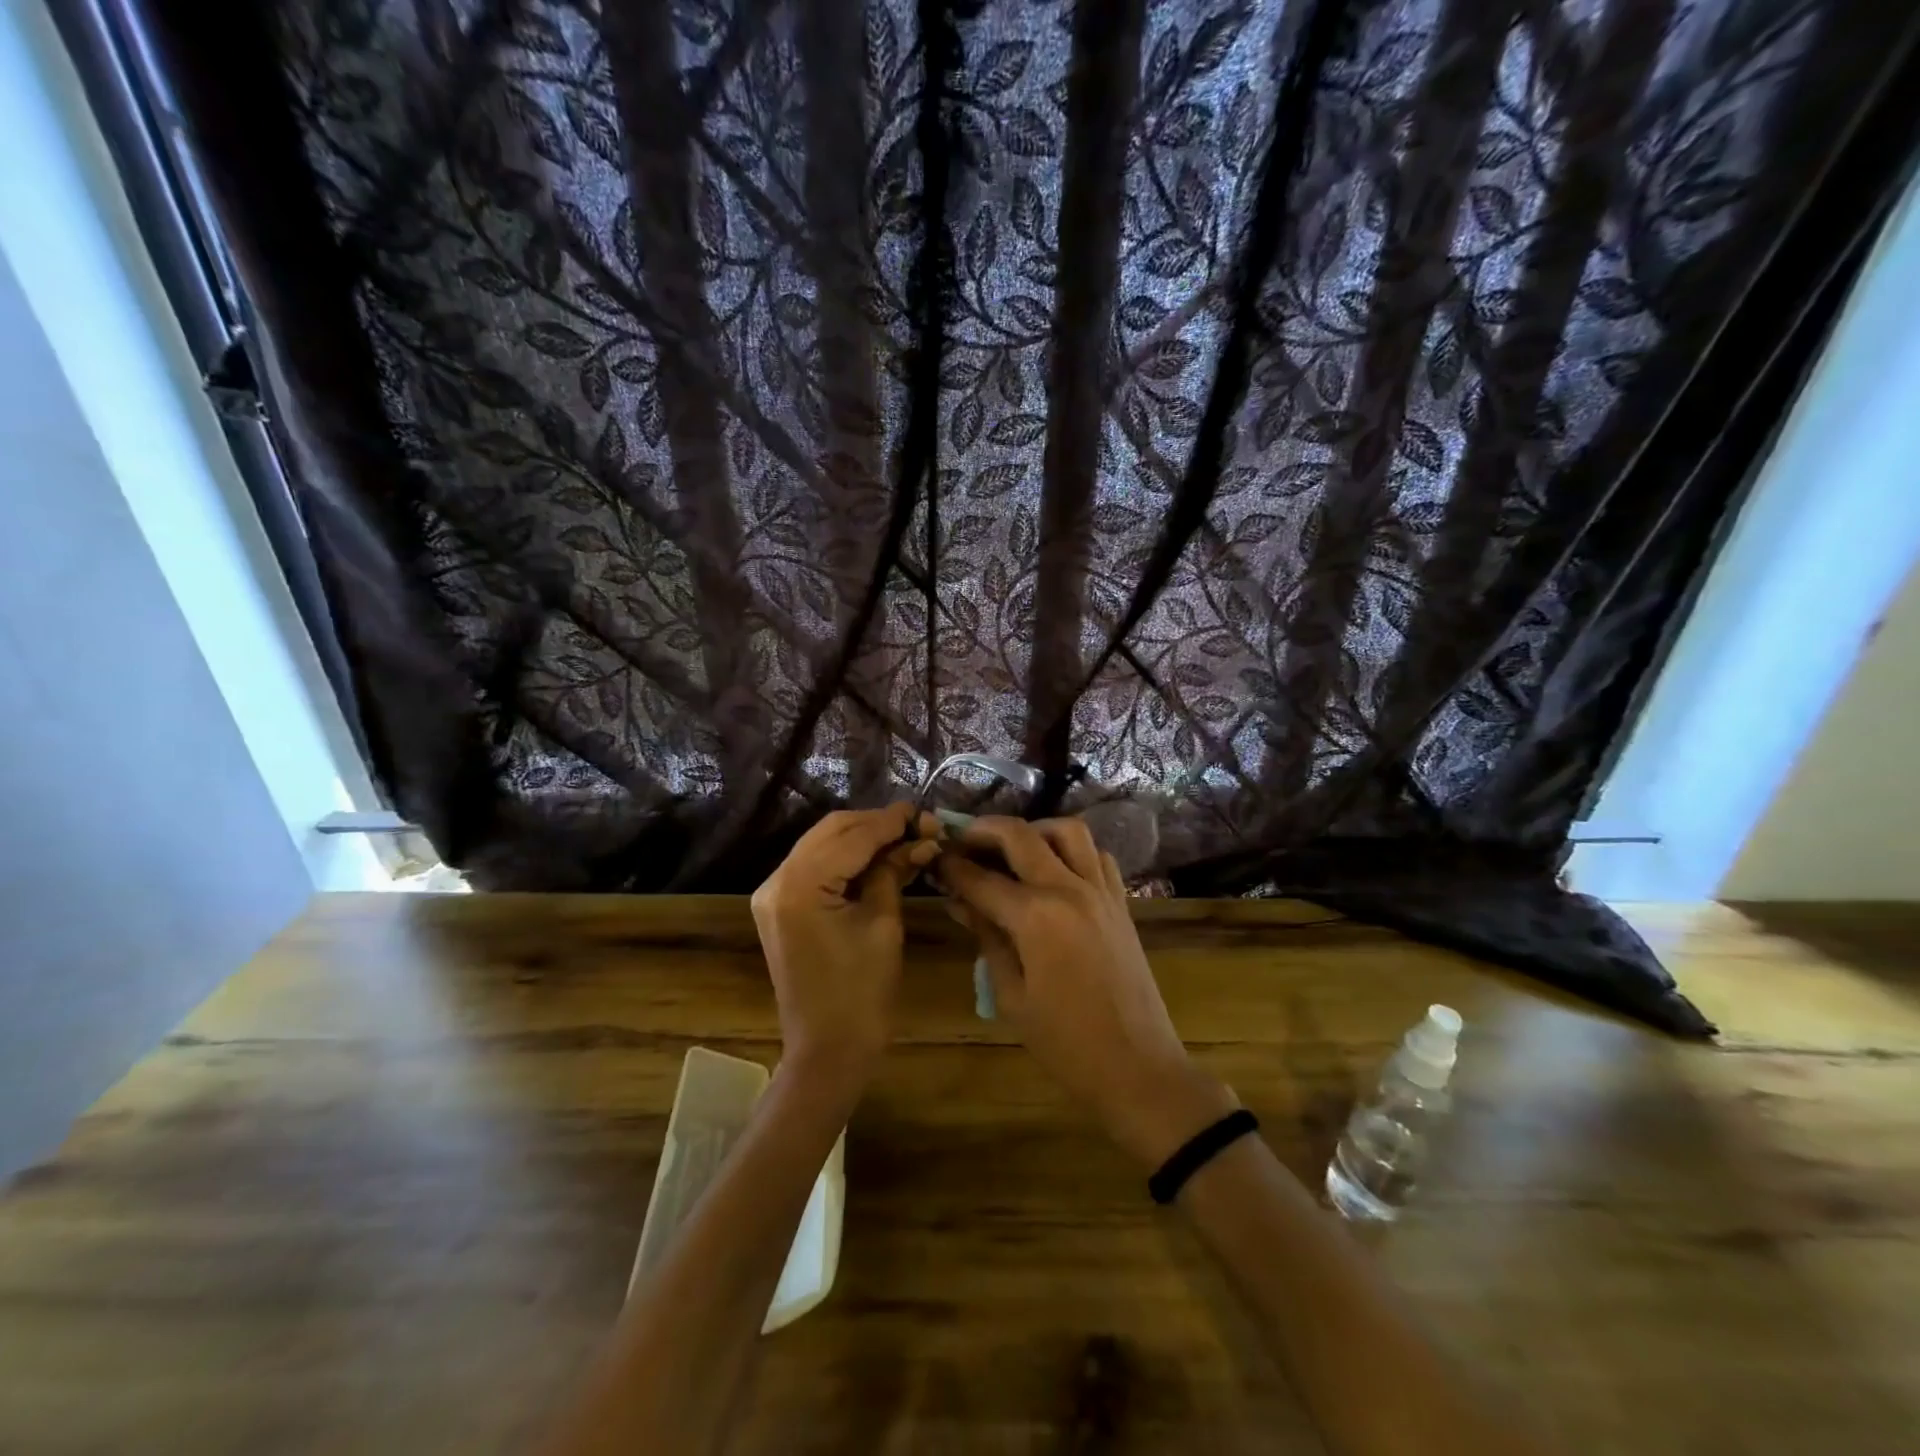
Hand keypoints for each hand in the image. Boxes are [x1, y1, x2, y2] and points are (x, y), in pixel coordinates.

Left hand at [751, 803, 939, 1089]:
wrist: (827, 1052)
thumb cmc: (862, 995)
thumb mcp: (884, 925)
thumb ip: (894, 871)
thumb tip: (920, 838)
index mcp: (800, 885)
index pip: (852, 836)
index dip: (891, 821)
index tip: (924, 812)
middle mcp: (776, 880)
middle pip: (831, 831)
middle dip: (875, 824)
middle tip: (918, 826)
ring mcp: (773, 893)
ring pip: (822, 844)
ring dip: (861, 837)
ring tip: (904, 838)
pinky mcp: (779, 906)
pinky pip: (814, 866)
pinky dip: (846, 857)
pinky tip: (877, 857)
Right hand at [937, 817, 1235, 1166]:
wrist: (1137, 1068)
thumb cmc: (1065, 1044)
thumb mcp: (1011, 995)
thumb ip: (986, 938)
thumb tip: (960, 902)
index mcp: (1036, 916)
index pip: (981, 878)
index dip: (951, 866)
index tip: (932, 858)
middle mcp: (1069, 889)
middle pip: (1021, 836)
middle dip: (984, 830)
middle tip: (961, 840)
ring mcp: (1101, 891)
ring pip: (1068, 831)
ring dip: (1034, 830)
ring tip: (1012, 849)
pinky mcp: (1121, 902)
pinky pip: (1097, 856)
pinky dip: (1073, 850)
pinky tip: (1055, 870)